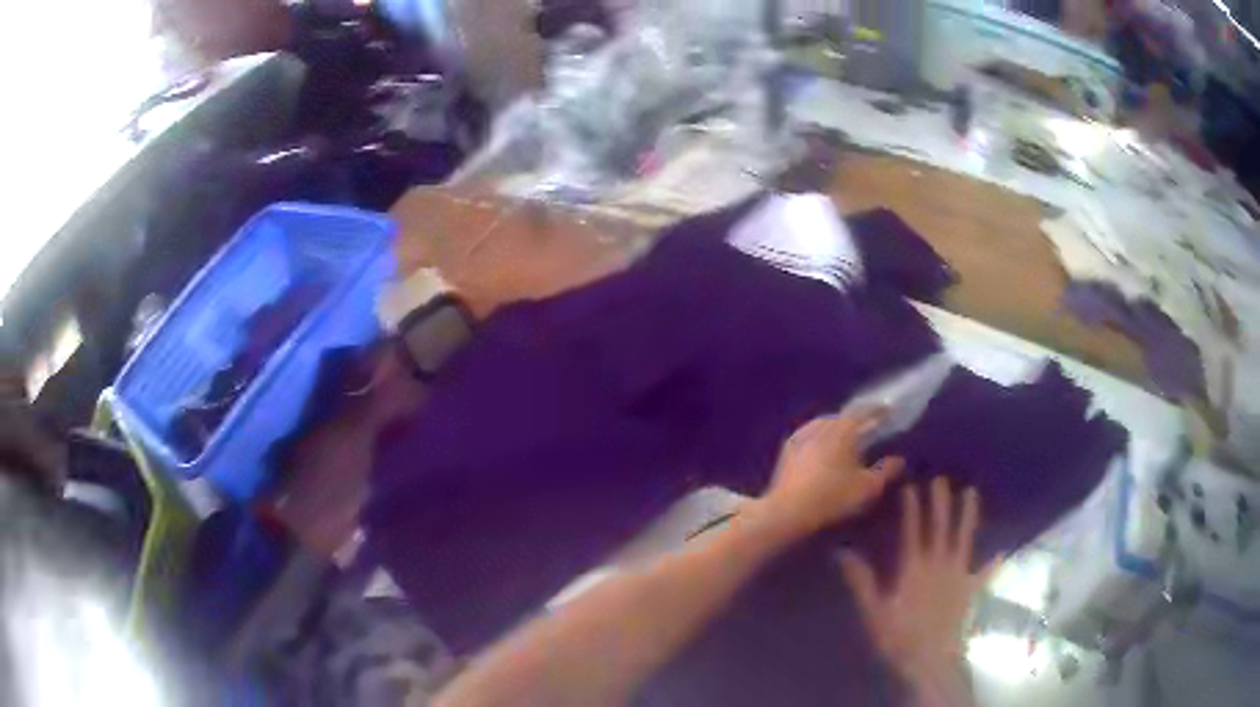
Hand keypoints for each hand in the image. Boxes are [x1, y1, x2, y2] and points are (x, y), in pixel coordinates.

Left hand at [761, 410, 903, 538]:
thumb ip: (887, 471)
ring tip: (847, 437)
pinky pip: (809, 436)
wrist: (787, 513)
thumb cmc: (833, 499)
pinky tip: (823, 448)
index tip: (888, 411)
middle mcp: (820, 426)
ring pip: (823, 424)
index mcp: (843, 429)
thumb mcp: (869, 488)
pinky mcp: (786, 451)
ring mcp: (800, 437)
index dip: (878, 410)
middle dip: (857, 420)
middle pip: (843, 417)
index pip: (864, 412)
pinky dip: (820, 437)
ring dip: (837, 427)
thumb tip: (898, 459)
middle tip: (869, 426)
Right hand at [839, 479, 998, 694]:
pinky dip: (991, 563)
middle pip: (940, 529)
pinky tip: (1000, 553)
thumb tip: (842, 552)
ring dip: (968, 516)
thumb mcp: (874, 612)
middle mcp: (939, 565)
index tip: (912, 486)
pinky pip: (982, 574)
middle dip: (940, 503)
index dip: (912, 508)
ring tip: (972, 492)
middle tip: (941, 479)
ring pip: (964, 540)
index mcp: (914, 569)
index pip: (913, 532)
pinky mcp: (970, 590)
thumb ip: (861, 581)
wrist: (931, 660)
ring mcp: (958, 576)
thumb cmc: (899, 638)